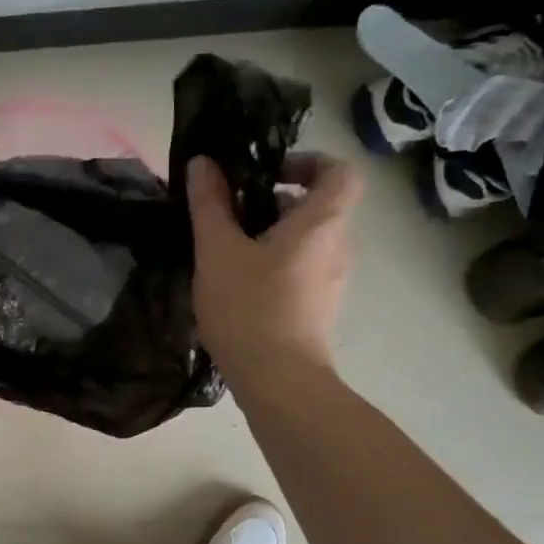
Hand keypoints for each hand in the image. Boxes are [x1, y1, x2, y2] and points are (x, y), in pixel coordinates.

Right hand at [186, 152, 361, 395]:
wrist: (278, 382)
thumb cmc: (249, 308)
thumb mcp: (218, 251)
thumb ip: (210, 204)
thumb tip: (203, 163)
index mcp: (322, 222)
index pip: (340, 170)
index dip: (309, 162)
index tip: (268, 174)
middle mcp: (337, 247)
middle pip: (319, 207)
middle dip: (277, 202)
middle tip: (233, 214)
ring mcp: (331, 282)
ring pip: (307, 242)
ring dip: (272, 237)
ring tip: (227, 253)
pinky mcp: (318, 309)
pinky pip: (301, 271)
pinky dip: (275, 267)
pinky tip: (238, 287)